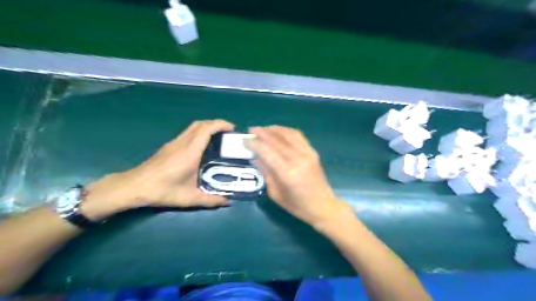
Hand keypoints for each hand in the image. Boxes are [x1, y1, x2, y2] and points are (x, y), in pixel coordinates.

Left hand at [81, 119, 234, 219]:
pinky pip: (187, 133)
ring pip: (193, 127)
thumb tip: (227, 201)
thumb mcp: (189, 198)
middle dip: (216, 124)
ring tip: (218, 137)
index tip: (232, 129)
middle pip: (200, 124)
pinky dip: (199, 132)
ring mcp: (174, 143)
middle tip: (227, 133)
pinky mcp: (169, 146)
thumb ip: (210, 200)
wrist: (134, 187)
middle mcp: (182, 143)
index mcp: (190, 152)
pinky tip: (202, 146)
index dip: (221, 124)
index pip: (206, 129)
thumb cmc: (162, 190)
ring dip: (207, 127)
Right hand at [246, 126, 351, 227]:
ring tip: (264, 129)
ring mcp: (307, 153)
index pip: (267, 151)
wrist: (322, 205)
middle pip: (276, 140)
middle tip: (251, 129)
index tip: (245, 139)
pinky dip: (287, 131)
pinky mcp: (313, 152)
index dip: (254, 143)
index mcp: (287, 173)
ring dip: (274, 129)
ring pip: (288, 134)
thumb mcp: (275, 193)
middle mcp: (298, 159)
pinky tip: (279, 132)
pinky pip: (298, 136)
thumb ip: (265, 173)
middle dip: (262, 132)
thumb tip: (255, 157)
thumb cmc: (297, 205)